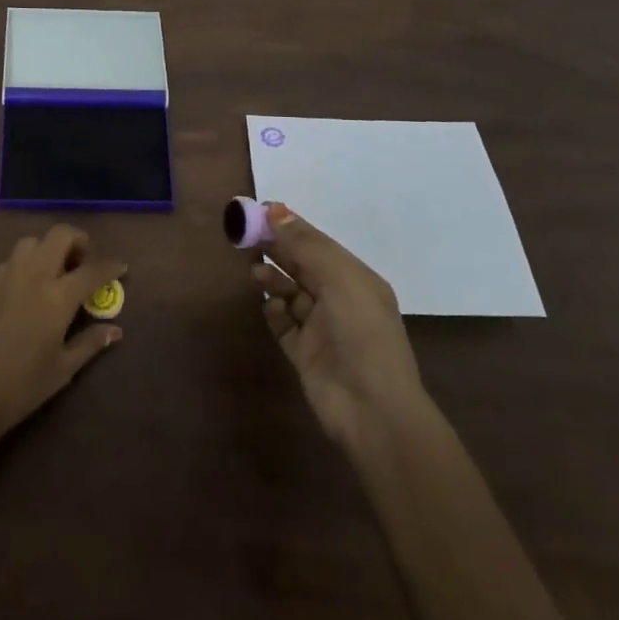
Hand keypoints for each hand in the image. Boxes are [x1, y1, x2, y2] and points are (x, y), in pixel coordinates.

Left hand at [0, 224, 125, 449]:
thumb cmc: (19, 389)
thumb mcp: (62, 370)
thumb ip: (90, 344)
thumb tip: (115, 330)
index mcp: (56, 297)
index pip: (91, 270)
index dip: (110, 266)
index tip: (121, 267)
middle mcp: (32, 276)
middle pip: (59, 236)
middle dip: (78, 241)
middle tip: (84, 262)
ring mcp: (5, 277)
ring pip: (31, 242)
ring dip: (48, 248)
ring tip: (55, 272)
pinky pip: (10, 260)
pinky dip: (26, 263)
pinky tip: (27, 288)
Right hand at [251, 203, 427, 446]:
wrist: (372, 410)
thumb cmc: (362, 333)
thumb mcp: (339, 279)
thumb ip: (306, 245)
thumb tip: (275, 210)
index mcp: (355, 279)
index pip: (318, 244)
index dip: (290, 227)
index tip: (259, 212)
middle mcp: (339, 300)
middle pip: (302, 266)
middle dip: (277, 249)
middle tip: (245, 236)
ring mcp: (321, 328)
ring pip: (290, 293)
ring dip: (273, 279)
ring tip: (255, 273)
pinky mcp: (304, 354)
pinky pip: (283, 324)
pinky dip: (274, 311)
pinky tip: (269, 306)